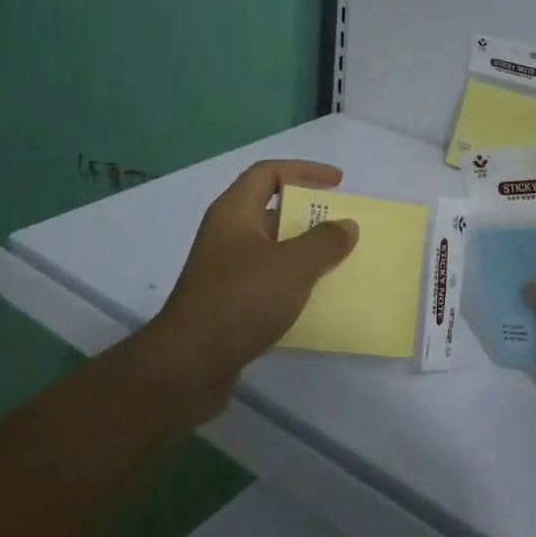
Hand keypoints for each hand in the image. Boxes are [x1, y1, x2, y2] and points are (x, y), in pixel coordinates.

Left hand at [138, 160, 358, 422]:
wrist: (189, 365)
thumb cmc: (240, 301)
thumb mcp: (292, 266)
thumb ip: (324, 242)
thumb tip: (346, 225)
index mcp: (234, 212)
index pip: (268, 173)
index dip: (304, 171)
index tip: (338, 182)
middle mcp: (227, 234)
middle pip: (271, 209)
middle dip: (309, 214)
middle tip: (342, 225)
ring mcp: (225, 269)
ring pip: (272, 247)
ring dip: (304, 250)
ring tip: (338, 261)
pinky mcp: (229, 301)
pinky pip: (268, 279)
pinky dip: (293, 281)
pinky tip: (316, 297)